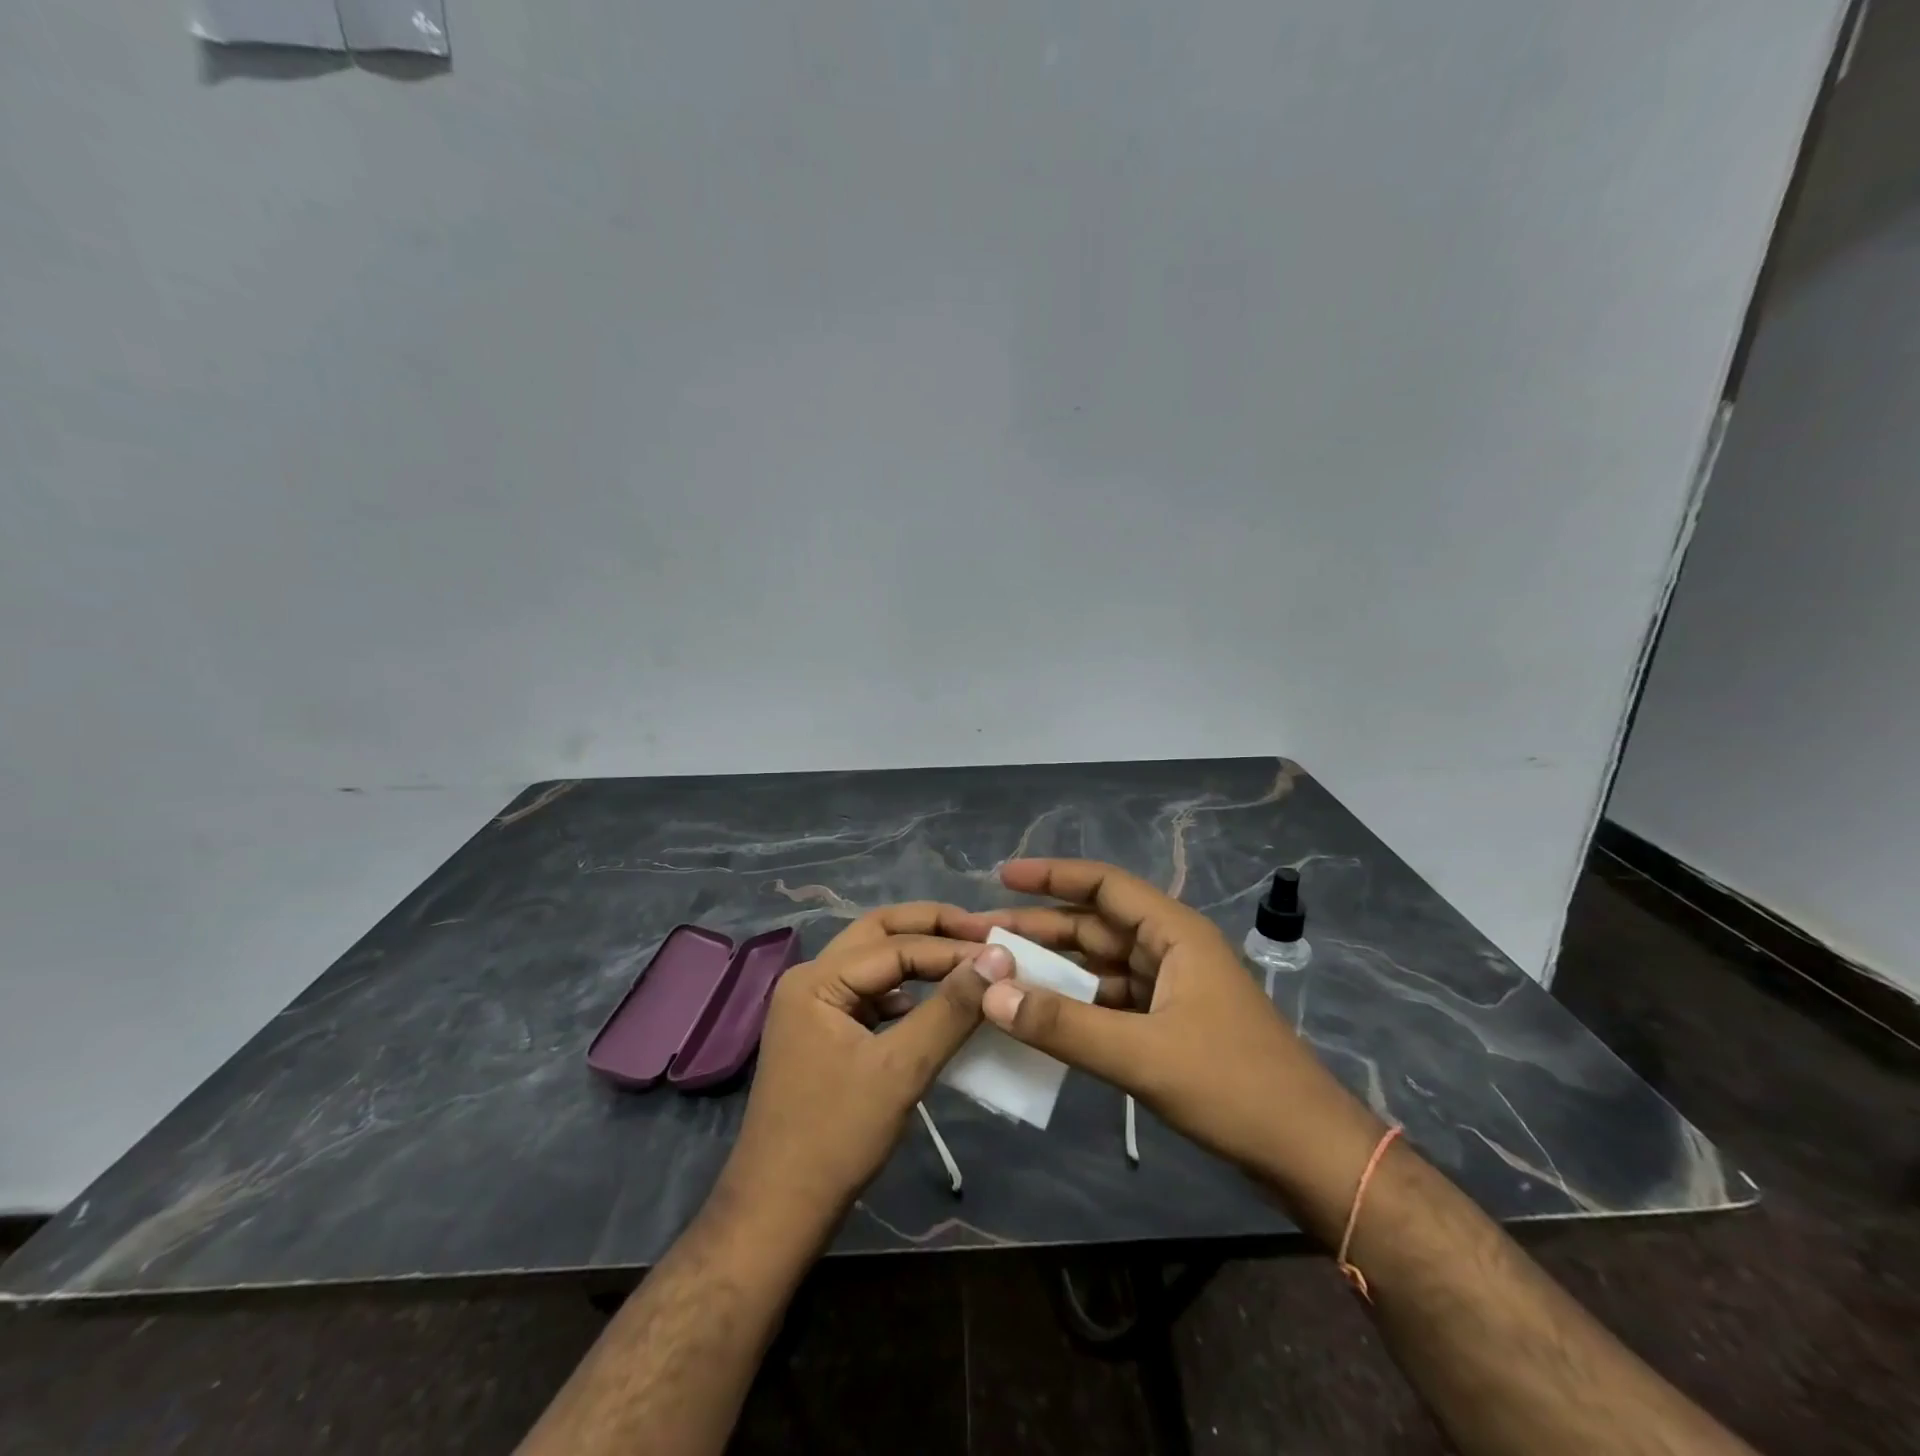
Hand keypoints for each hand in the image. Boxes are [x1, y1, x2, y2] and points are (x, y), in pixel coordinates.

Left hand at [715, 905, 1013, 1239]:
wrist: (778, 1213)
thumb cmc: (836, 1138)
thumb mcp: (901, 1070)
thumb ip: (950, 1010)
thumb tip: (997, 959)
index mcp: (817, 979)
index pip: (895, 946)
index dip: (952, 948)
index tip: (1004, 953)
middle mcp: (810, 979)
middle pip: (878, 934)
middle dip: (932, 928)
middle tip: (983, 933)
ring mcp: (814, 1007)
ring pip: (875, 962)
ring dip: (919, 956)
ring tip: (968, 960)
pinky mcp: (824, 1034)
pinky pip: (871, 995)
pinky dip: (906, 990)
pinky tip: (934, 1004)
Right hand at [962, 859, 1381, 1217]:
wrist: (1308, 1153)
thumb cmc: (1233, 1087)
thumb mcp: (1141, 1054)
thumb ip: (1063, 1025)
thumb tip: (991, 993)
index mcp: (1174, 933)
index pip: (1104, 885)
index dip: (1051, 876)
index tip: (1001, 877)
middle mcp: (1172, 949)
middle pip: (1096, 926)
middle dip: (1041, 929)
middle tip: (982, 936)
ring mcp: (1173, 988)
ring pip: (1102, 965)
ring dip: (1056, 969)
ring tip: (1001, 975)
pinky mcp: (1172, 1025)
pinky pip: (1112, 1001)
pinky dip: (1077, 1005)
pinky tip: (1042, 1017)